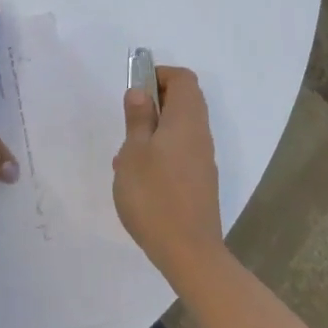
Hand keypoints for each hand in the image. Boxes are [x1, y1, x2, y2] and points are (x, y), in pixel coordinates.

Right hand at [112, 66, 224, 282]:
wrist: (188, 252)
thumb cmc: (154, 195)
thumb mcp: (133, 152)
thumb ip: (138, 119)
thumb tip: (141, 92)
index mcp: (186, 120)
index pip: (183, 79)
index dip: (159, 75)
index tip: (135, 89)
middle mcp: (200, 134)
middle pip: (185, 101)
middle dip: (155, 102)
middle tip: (129, 120)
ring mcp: (202, 160)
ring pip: (180, 128)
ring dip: (154, 130)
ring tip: (125, 154)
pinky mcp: (200, 182)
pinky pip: (180, 152)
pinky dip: (161, 152)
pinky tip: (138, 177)